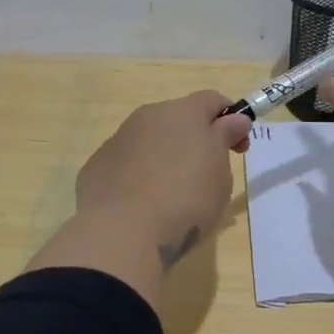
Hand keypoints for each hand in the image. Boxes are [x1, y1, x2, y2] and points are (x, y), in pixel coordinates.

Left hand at [74, 91, 251, 265]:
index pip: (212, 100)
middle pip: (178, 119)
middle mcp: (146, 117)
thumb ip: (225, 139)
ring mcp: (117, 141)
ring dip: (164, 158)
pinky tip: (142, 206)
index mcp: (182, 112)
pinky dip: (137, 177)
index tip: (237, 149)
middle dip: (194, 140)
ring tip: (171, 197)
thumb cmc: (186, 198)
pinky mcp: (95, 168)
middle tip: (206, 176)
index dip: (230, 119)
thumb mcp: (220, 171)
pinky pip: (125, 165)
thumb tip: (234, 119)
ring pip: (149, 142)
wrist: (122, 233)